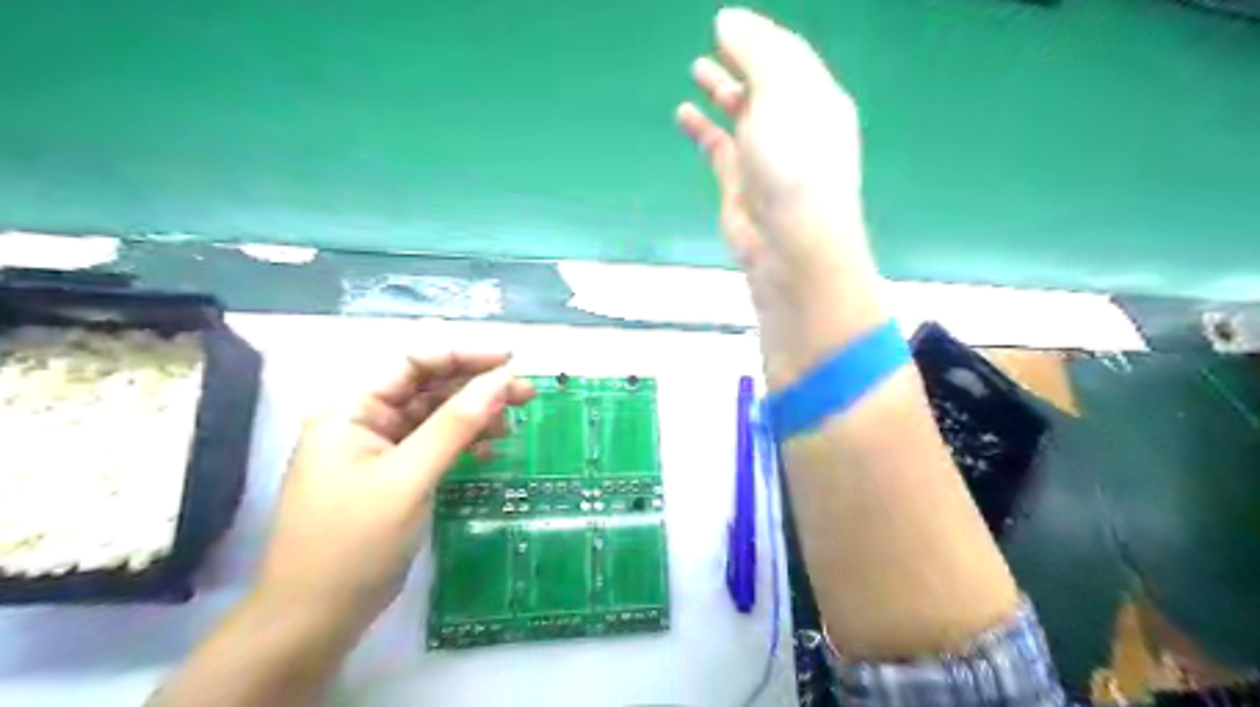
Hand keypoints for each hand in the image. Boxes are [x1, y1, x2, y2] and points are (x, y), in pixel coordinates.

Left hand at [252, 351, 532, 628]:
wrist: (315, 620)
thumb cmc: (354, 543)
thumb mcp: (409, 478)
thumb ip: (456, 425)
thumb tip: (502, 379)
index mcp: (353, 411)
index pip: (413, 363)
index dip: (464, 356)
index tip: (511, 362)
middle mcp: (364, 422)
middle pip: (429, 389)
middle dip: (477, 389)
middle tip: (526, 394)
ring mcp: (379, 451)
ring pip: (435, 418)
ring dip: (474, 418)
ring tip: (512, 425)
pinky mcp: (393, 477)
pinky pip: (434, 447)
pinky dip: (463, 445)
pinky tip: (489, 451)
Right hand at [679, 8, 882, 387]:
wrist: (791, 247)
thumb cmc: (795, 164)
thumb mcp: (782, 95)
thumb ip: (756, 53)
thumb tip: (727, 20)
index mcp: (817, 100)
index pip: (789, 56)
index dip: (759, 35)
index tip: (725, 21)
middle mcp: (794, 127)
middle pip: (767, 84)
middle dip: (743, 60)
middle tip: (714, 40)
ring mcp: (766, 159)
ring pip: (741, 115)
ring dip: (721, 91)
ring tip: (697, 68)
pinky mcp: (740, 186)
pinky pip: (717, 148)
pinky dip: (701, 130)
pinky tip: (683, 114)